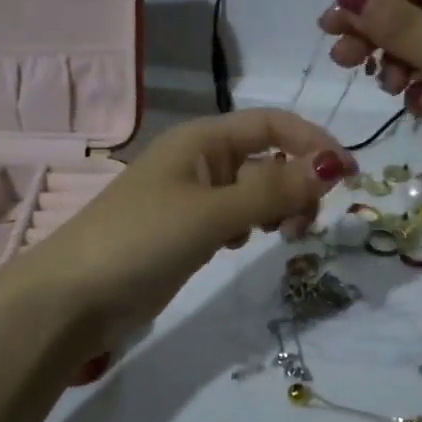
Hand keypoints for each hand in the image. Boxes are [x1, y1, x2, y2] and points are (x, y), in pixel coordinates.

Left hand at [0, 109, 354, 356]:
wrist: (73, 297)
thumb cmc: (141, 240)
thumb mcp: (212, 212)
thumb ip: (272, 191)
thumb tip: (331, 168)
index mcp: (201, 140)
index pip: (271, 125)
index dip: (312, 143)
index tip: (348, 176)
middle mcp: (198, 161)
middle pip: (265, 158)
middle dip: (295, 182)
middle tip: (305, 224)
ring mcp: (189, 198)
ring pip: (251, 190)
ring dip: (276, 207)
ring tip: (280, 236)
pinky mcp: (184, 231)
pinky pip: (232, 217)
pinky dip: (248, 226)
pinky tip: (240, 246)